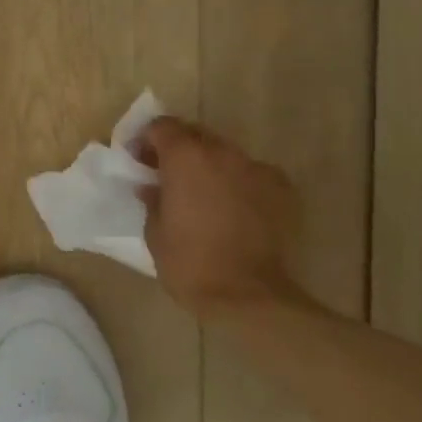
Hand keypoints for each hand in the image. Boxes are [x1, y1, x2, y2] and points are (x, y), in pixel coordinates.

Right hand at [137, 117, 299, 313]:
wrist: (248, 295)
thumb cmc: (188, 262)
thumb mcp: (154, 231)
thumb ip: (153, 199)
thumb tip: (153, 187)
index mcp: (186, 157)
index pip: (162, 126)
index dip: (147, 139)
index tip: (139, 159)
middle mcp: (223, 153)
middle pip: (196, 134)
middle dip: (179, 149)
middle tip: (166, 174)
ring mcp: (257, 170)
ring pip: (226, 154)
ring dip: (209, 166)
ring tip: (202, 195)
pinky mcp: (282, 190)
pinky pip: (252, 175)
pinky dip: (238, 183)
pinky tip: (232, 209)